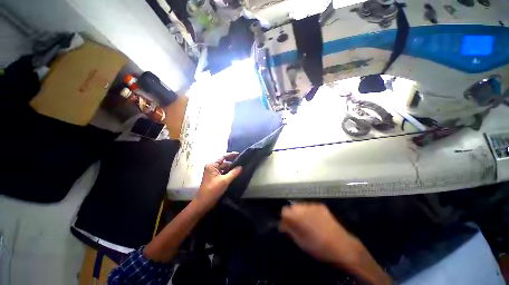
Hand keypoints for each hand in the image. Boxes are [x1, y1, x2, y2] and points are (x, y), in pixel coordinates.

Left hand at [195, 153, 241, 210]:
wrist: (203, 203)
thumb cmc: (212, 190)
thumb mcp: (224, 181)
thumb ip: (233, 173)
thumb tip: (241, 167)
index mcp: (212, 165)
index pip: (223, 156)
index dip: (231, 155)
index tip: (239, 154)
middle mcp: (212, 167)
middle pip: (224, 162)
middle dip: (233, 163)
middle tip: (242, 162)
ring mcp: (213, 173)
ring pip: (224, 168)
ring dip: (231, 168)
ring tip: (241, 168)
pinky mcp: (215, 178)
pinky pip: (223, 173)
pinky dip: (229, 173)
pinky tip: (236, 174)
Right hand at [281, 203, 391, 284]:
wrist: (342, 246)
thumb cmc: (319, 248)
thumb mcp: (300, 242)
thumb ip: (289, 230)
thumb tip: (282, 224)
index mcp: (298, 217)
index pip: (284, 210)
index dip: (284, 217)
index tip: (287, 224)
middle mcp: (305, 208)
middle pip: (292, 206)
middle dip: (292, 214)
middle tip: (297, 225)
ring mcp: (314, 205)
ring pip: (301, 205)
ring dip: (300, 212)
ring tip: (307, 223)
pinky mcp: (321, 206)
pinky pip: (310, 206)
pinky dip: (309, 211)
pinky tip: (315, 220)